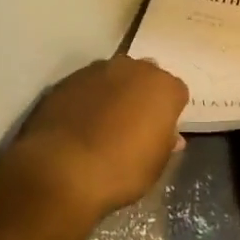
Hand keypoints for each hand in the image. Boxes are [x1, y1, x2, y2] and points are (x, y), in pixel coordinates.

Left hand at [10, 56, 187, 218]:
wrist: (62, 168)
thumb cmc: (121, 170)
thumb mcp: (155, 165)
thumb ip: (165, 143)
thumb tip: (170, 135)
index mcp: (163, 87)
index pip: (176, 92)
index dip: (170, 112)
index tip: (161, 131)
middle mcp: (133, 68)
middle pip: (145, 76)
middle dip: (143, 94)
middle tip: (134, 124)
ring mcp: (98, 70)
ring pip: (115, 76)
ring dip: (114, 93)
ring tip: (103, 124)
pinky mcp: (69, 79)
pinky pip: (87, 85)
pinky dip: (88, 98)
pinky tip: (79, 123)